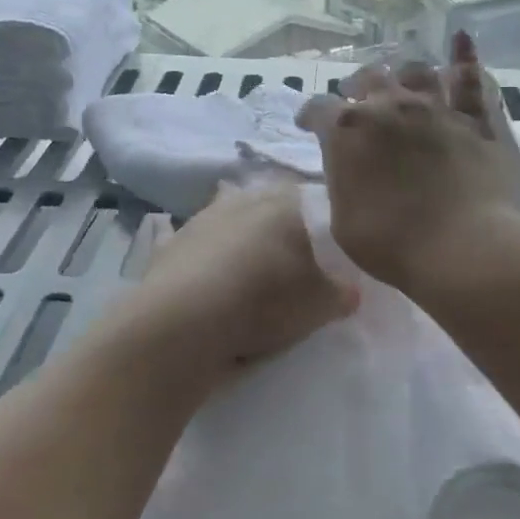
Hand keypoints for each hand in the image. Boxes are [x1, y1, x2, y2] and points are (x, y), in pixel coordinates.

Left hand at [121, 182, 357, 372]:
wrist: (185, 320)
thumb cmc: (264, 300)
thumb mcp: (320, 304)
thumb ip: (341, 292)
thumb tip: (350, 290)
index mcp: (282, 202)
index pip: (307, 198)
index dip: (316, 222)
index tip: (322, 248)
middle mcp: (240, 199)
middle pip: (264, 206)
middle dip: (274, 228)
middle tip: (287, 263)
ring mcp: (200, 219)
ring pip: (227, 222)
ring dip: (237, 240)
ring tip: (247, 276)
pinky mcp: (169, 245)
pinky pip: (194, 247)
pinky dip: (202, 259)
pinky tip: (207, 280)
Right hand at [301, 32, 519, 293]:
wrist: (464, 247)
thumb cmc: (392, 243)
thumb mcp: (343, 222)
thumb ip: (342, 186)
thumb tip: (347, 172)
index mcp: (347, 130)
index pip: (318, 109)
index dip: (310, 116)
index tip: (307, 125)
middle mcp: (389, 107)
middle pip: (367, 79)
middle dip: (356, 87)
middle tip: (355, 100)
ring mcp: (435, 108)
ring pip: (415, 72)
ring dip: (402, 75)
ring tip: (399, 82)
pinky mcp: (473, 120)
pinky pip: (469, 80)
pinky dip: (465, 58)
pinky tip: (462, 39)